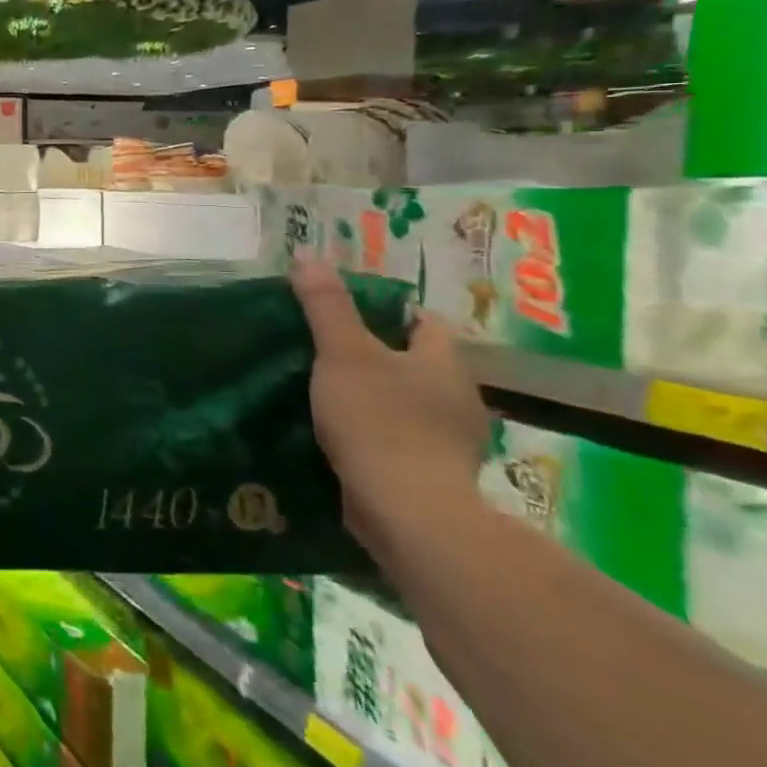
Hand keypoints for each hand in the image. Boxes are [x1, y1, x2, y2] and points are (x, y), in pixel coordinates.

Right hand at [289, 254, 490, 556]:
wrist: (408, 511)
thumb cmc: (379, 420)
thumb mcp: (342, 353)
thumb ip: (326, 306)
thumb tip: (307, 256)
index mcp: (444, 362)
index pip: (423, 322)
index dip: (388, 312)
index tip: (346, 313)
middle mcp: (459, 397)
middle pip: (418, 363)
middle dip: (379, 355)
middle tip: (328, 351)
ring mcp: (451, 440)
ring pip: (411, 403)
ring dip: (379, 397)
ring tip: (328, 393)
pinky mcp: (433, 475)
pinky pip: (403, 439)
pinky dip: (378, 433)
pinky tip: (344, 436)